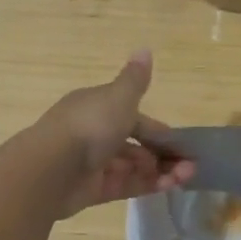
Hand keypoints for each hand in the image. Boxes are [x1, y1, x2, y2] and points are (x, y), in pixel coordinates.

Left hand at [36, 51, 193, 217]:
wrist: (51, 168)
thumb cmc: (90, 125)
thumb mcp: (119, 97)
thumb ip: (135, 79)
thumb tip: (145, 49)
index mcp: (98, 107)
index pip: (133, 117)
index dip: (157, 129)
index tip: (180, 142)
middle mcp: (94, 133)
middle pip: (134, 144)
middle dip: (162, 153)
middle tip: (189, 165)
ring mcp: (93, 164)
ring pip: (132, 166)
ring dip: (160, 171)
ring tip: (185, 177)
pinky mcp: (92, 190)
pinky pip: (125, 186)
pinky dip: (148, 185)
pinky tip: (170, 187)